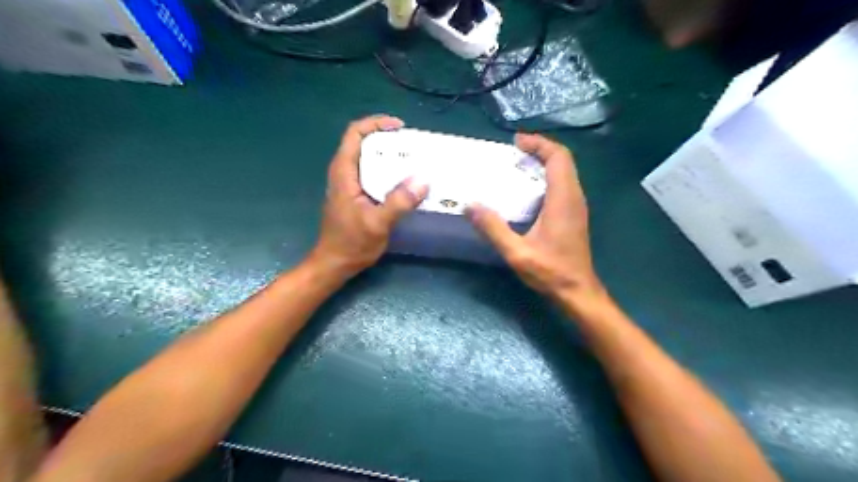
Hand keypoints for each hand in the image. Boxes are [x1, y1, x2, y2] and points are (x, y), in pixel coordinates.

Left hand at [313, 115, 428, 278]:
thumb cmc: (351, 243)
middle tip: (413, 145)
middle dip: (387, 138)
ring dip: (388, 154)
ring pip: (368, 158)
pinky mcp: (355, 195)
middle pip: (363, 142)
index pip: (355, 134)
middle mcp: (344, 173)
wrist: (335, 263)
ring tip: (413, 159)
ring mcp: (349, 184)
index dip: (376, 123)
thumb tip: (423, 181)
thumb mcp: (377, 223)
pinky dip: (387, 170)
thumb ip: (398, 202)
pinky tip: (404, 181)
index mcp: (344, 172)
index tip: (400, 128)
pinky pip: (372, 173)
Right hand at [467, 134, 597, 299]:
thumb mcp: (517, 252)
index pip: (558, 157)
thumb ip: (493, 228)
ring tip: (519, 164)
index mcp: (563, 199)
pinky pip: (564, 184)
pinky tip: (529, 188)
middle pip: (563, 160)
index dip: (539, 144)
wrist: (578, 292)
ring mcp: (577, 206)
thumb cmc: (551, 272)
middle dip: (540, 149)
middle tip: (515, 150)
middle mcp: (574, 197)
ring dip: (545, 161)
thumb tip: (469, 206)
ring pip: (565, 171)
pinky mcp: (574, 215)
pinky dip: (547, 176)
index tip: (517, 142)